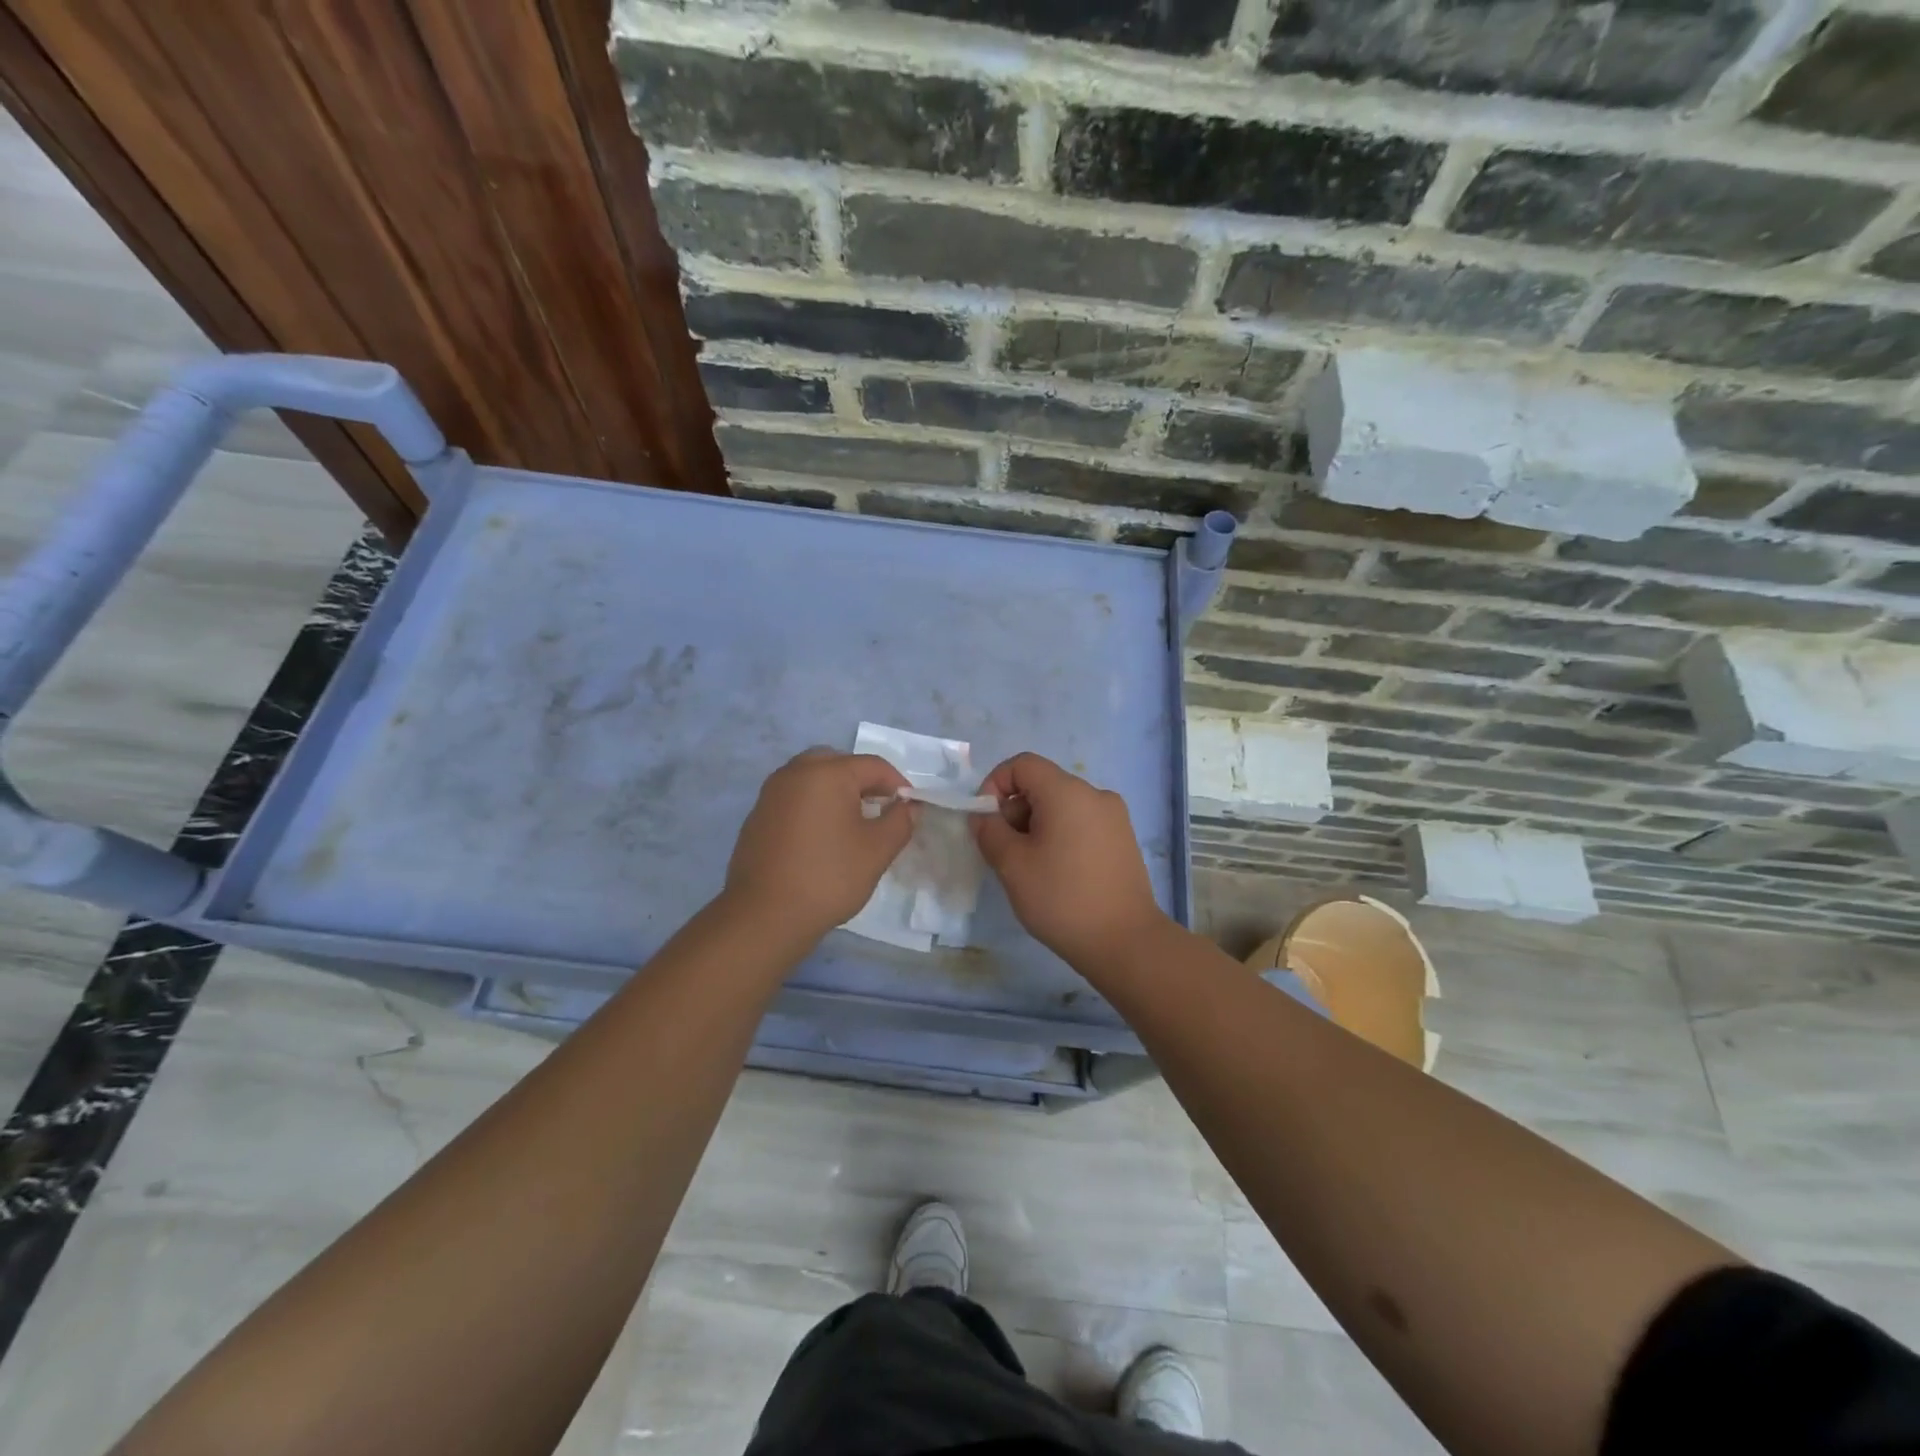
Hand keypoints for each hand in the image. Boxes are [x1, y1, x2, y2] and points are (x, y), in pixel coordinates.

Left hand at [723, 749, 915, 947]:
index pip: (873, 765)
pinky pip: (793, 797)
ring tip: (852, 823)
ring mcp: (771, 793)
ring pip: (812, 778)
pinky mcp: (758, 815)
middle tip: (880, 809)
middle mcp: (795, 772)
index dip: (897, 784)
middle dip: (863, 781)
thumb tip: (908, 806)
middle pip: (838, 763)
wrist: (765, 915)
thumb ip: (900, 821)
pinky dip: (812, 806)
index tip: (909, 808)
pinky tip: (821, 838)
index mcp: (827, 773)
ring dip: (836, 791)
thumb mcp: (877, 850)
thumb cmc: (829, 877)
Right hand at [971, 752, 1169, 970]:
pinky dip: (1061, 837)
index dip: (995, 784)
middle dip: (1015, 811)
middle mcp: (1095, 794)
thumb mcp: (1012, 865)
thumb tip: (984, 817)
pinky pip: (1081, 824)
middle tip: (1005, 853)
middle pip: (1042, 785)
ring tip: (1030, 868)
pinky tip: (1058, 875)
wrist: (1125, 942)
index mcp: (1067, 792)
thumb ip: (989, 831)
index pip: (1022, 764)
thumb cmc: (1062, 898)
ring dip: (1037, 827)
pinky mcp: (1123, 840)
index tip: (986, 822)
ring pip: (1062, 806)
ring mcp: (1114, 817)